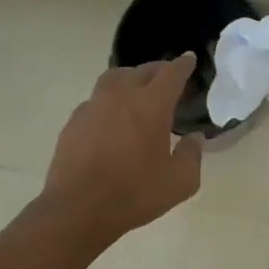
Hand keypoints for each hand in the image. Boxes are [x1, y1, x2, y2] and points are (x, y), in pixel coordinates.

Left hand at [44, 53, 203, 237]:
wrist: (78, 209)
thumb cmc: (134, 194)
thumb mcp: (179, 182)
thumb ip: (192, 155)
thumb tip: (194, 139)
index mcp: (151, 105)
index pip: (171, 74)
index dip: (183, 65)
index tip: (189, 59)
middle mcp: (121, 96)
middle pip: (141, 71)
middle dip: (158, 70)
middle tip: (168, 77)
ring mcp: (93, 106)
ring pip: (114, 79)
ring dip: (131, 79)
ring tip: (138, 90)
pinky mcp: (74, 122)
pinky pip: (96, 100)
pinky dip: (110, 100)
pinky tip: (113, 118)